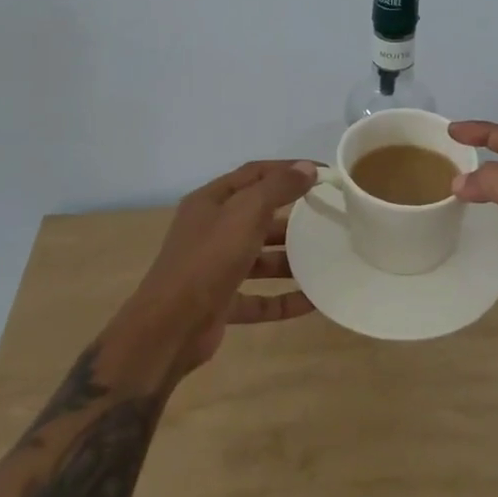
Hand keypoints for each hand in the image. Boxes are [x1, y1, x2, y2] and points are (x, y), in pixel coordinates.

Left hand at [124, 160, 319, 375]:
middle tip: (328, 218)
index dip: (288, 169)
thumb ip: (278, 187)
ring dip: (290, 260)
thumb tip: (307, 168)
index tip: (324, 174)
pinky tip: (313, 301)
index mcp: (211, 201)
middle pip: (257, 215)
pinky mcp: (220, 303)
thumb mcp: (246, 213)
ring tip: (325, 260)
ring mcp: (214, 268)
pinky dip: (283, 299)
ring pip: (259, 258)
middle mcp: (211, 230)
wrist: (169, 328)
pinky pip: (259, 298)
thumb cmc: (209, 258)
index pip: (255, 173)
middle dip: (292, 217)